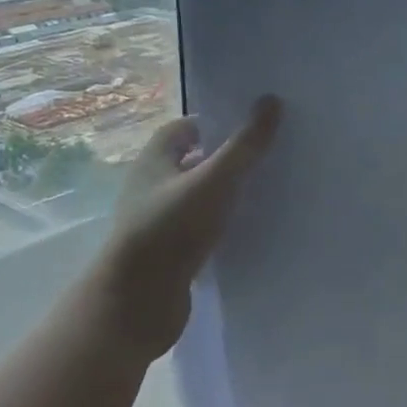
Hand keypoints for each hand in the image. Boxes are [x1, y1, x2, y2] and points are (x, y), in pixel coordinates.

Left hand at [98, 96, 281, 360]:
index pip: (189, 126)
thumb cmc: (170, 229)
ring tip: (270, 190)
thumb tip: (271, 100)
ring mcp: (160, 220)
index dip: (219, 121)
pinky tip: (252, 228)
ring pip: (201, 195)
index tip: (255, 125)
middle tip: (270, 155)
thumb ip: (245, 144)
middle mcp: (153, 184)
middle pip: (197, 159)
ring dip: (228, 193)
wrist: (135, 306)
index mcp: (155, 157)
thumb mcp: (214, 180)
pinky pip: (202, 228)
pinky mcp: (170, 252)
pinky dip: (224, 225)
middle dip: (229, 157)